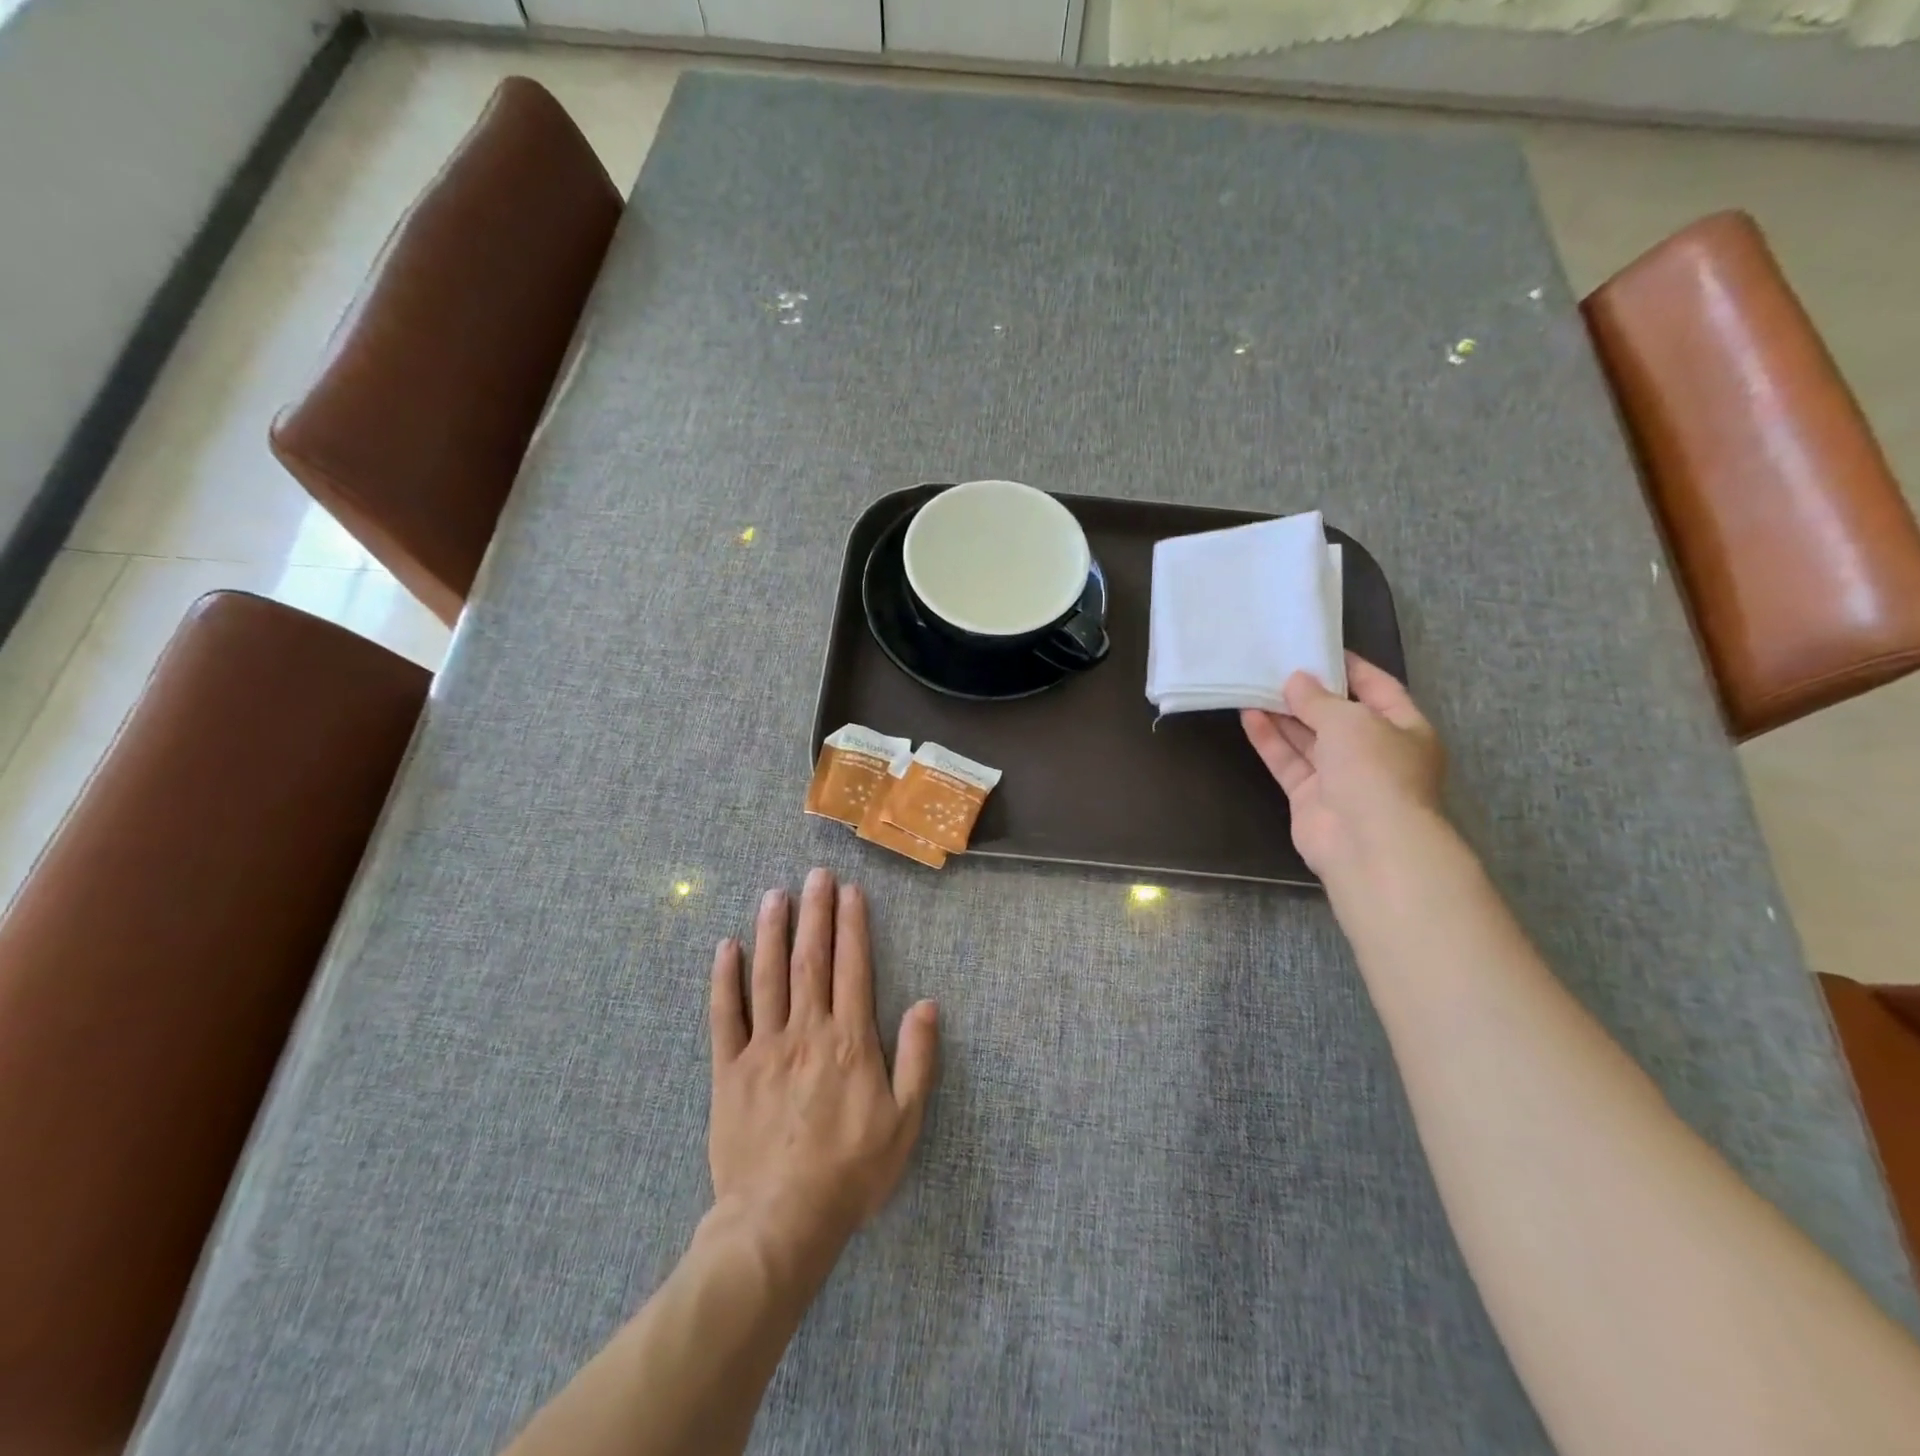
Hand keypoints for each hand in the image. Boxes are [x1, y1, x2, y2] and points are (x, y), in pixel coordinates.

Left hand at [709, 868, 938, 1260]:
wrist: (781, 1221)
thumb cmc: (851, 1172)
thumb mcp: (905, 1122)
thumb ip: (917, 1059)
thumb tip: (927, 1004)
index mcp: (849, 1041)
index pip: (853, 968)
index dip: (852, 926)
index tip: (851, 891)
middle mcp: (806, 1031)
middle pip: (811, 960)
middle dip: (815, 913)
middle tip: (815, 874)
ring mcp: (764, 1047)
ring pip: (768, 976)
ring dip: (772, 932)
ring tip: (775, 895)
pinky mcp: (730, 1070)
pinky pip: (725, 1016)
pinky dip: (725, 979)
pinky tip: (726, 948)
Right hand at [1241, 653, 1444, 877]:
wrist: (1367, 843)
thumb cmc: (1374, 769)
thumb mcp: (1350, 721)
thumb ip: (1318, 699)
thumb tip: (1296, 681)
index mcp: (1404, 729)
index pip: (1378, 689)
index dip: (1350, 668)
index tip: (1317, 649)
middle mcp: (1374, 752)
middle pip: (1338, 716)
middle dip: (1308, 694)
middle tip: (1276, 667)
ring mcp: (1341, 777)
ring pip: (1308, 739)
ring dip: (1283, 715)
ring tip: (1253, 686)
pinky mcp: (1310, 798)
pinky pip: (1289, 762)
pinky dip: (1270, 741)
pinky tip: (1249, 716)